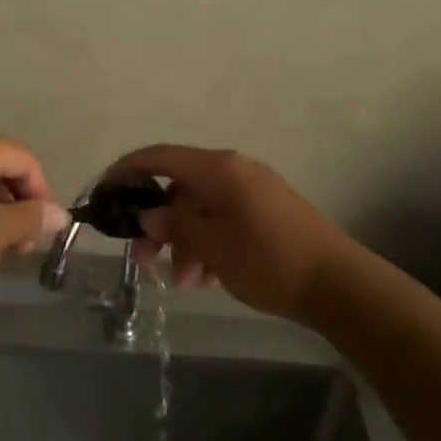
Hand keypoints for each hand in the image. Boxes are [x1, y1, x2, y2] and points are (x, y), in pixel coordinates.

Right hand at [101, 144, 365, 323]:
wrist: (336, 283)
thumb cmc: (268, 259)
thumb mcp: (212, 245)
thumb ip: (175, 226)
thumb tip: (147, 215)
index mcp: (219, 169)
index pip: (161, 156)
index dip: (128, 169)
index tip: (103, 191)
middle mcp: (234, 172)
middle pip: (180, 189)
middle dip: (158, 225)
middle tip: (143, 260)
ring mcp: (252, 192)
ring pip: (201, 210)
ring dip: (184, 243)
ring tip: (182, 282)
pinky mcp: (265, 214)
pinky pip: (223, 221)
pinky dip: (208, 245)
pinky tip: (206, 279)